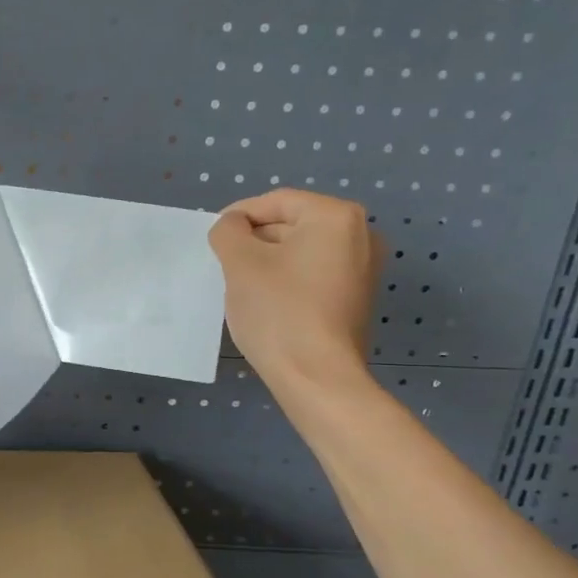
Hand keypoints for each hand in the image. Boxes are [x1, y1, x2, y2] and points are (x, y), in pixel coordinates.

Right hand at [207, 189, 381, 397]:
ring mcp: (364, 269)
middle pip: (292, 224)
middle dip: (255, 241)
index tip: (213, 239)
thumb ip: (229, 231)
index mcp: (336, 217)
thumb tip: (233, 226)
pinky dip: (287, 281)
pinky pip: (314, 275)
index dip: (238, 216)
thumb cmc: (278, 311)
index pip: (277, 201)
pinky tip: (267, 304)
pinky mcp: (357, 298)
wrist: (316, 376)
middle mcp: (361, 235)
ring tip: (242, 287)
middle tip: (225, 266)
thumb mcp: (240, 263)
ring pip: (301, 252)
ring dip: (268, 262)